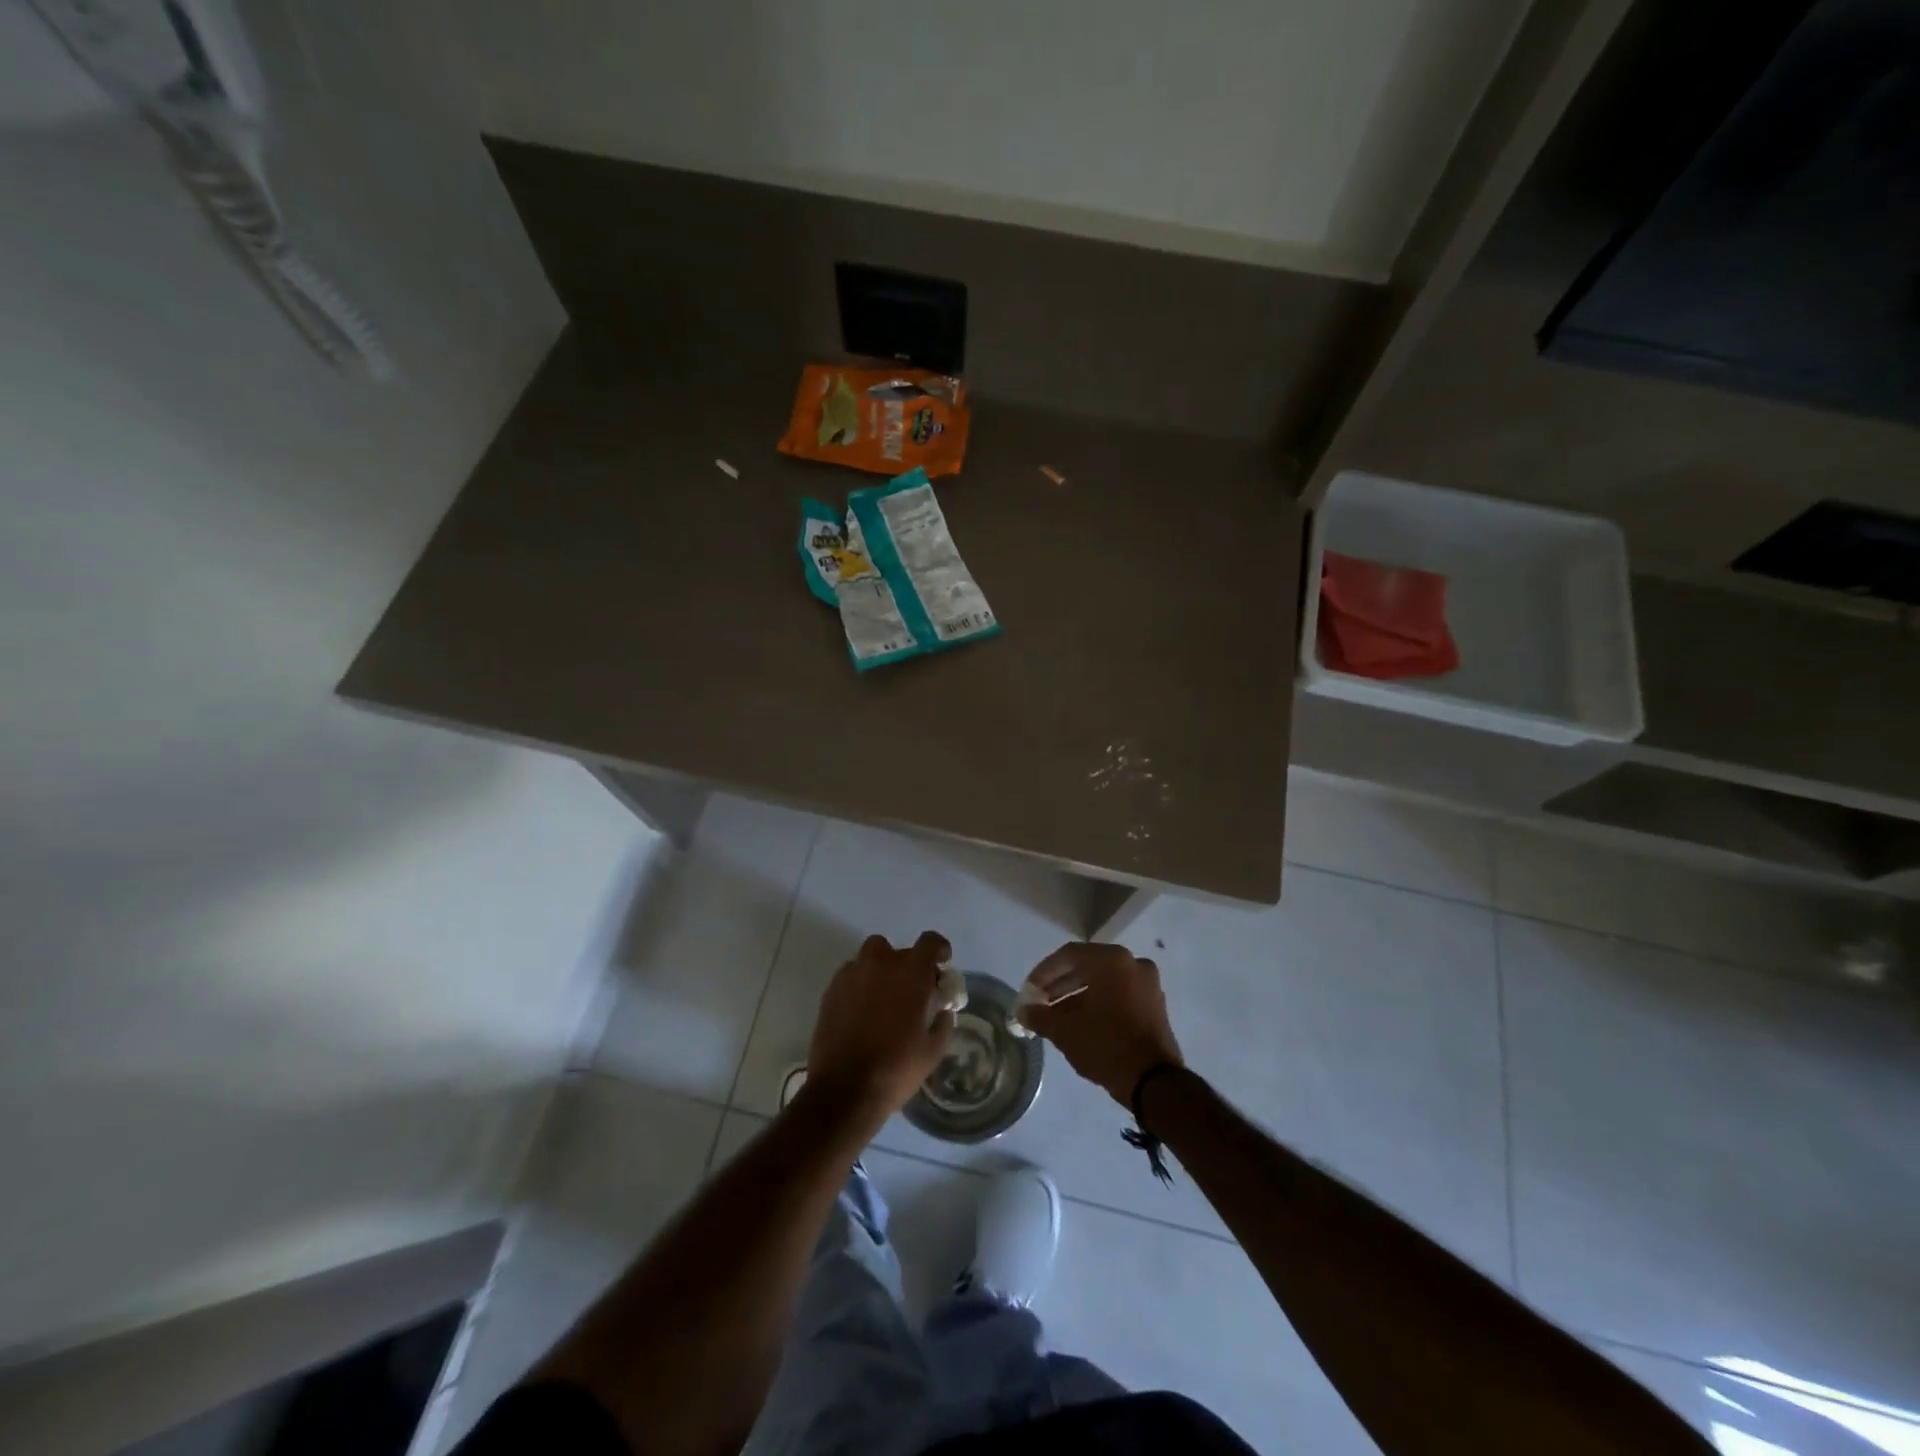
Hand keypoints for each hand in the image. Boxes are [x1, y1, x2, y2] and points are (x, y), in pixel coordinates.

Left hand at [806, 931, 953, 1132]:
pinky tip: (861, 1010)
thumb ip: (942, 1023)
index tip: (942, 963)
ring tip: (883, 997)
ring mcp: (852, 974)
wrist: (845, 1089)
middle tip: (911, 991)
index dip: (939, 949)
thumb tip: (942, 1010)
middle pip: (899, 950)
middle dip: (908, 965)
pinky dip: (860, 983)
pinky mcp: (831, 990)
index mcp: (911, 973)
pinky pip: (851, 974)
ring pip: (871, 957)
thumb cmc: (896, 1068)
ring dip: (881, 969)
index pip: (930, 942)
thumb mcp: (932, 1050)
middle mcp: (881, 963)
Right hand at [1020, 942, 1182, 1107]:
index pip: (1068, 955)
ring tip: (1056, 1017)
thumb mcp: (1066, 1032)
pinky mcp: (1154, 1004)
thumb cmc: (1106, 1046)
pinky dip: (1098, 1002)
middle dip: (1060, 985)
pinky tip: (1080, 1022)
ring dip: (1077, 996)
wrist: (1155, 1082)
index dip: (1044, 972)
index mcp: (1111, 960)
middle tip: (1040, 1003)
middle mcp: (1132, 963)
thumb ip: (1040, 1016)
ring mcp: (1147, 983)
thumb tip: (1023, 1011)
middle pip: (1087, 966)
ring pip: (1103, 981)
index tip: (1029, 990)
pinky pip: (1119, 993)